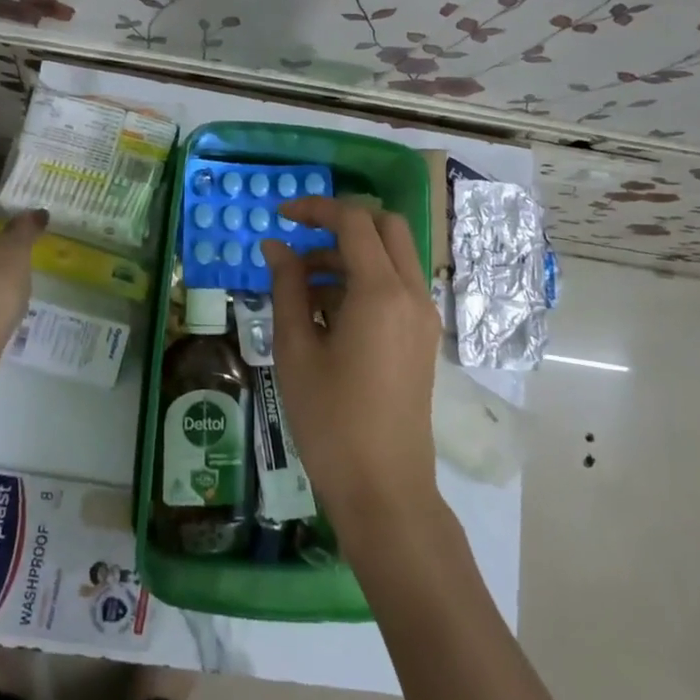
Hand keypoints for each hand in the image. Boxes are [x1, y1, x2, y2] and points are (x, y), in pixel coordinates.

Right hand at [262, 199, 443, 536]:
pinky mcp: (422, 338)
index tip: (281, 216)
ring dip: (350, 255)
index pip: (354, 221)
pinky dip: (365, 280)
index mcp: (381, 292)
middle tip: (300, 242)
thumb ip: (286, 288)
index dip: (316, 209)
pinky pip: (396, 287)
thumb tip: (276, 246)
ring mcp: (423, 317)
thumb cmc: (331, 420)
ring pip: (392, 257)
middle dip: (341, 223)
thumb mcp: (296, 350)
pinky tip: (326, 314)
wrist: (384, 490)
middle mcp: (412, 294)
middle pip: (385, 227)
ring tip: (302, 289)